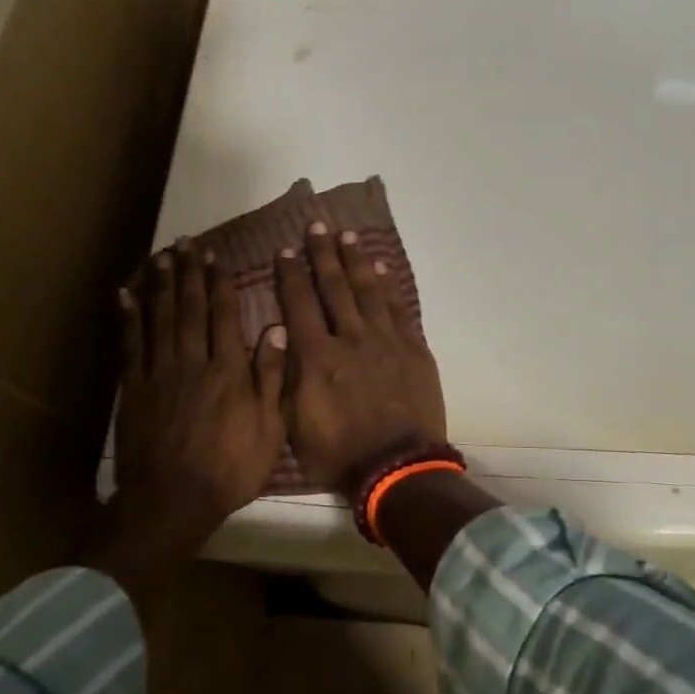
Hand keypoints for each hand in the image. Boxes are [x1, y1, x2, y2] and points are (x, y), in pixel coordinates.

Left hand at [93, 241, 286, 608]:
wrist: (171, 502)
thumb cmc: (230, 468)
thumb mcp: (268, 427)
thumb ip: (271, 376)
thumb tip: (277, 328)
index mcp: (228, 370)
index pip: (223, 315)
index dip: (218, 283)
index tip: (214, 258)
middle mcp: (192, 361)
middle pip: (189, 308)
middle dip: (188, 274)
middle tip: (184, 244)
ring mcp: (158, 373)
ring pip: (159, 319)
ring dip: (160, 285)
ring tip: (160, 257)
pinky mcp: (132, 389)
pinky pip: (130, 345)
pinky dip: (128, 317)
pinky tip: (126, 296)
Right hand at [275, 222, 446, 499]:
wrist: (397, 467)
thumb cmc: (339, 453)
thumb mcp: (295, 423)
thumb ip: (286, 377)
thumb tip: (281, 337)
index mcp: (317, 357)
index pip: (299, 305)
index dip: (290, 276)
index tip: (285, 251)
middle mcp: (350, 338)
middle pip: (334, 288)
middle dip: (323, 255)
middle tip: (316, 226)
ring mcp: (385, 341)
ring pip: (368, 291)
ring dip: (356, 262)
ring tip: (348, 236)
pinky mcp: (413, 348)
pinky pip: (399, 309)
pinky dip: (389, 287)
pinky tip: (382, 269)